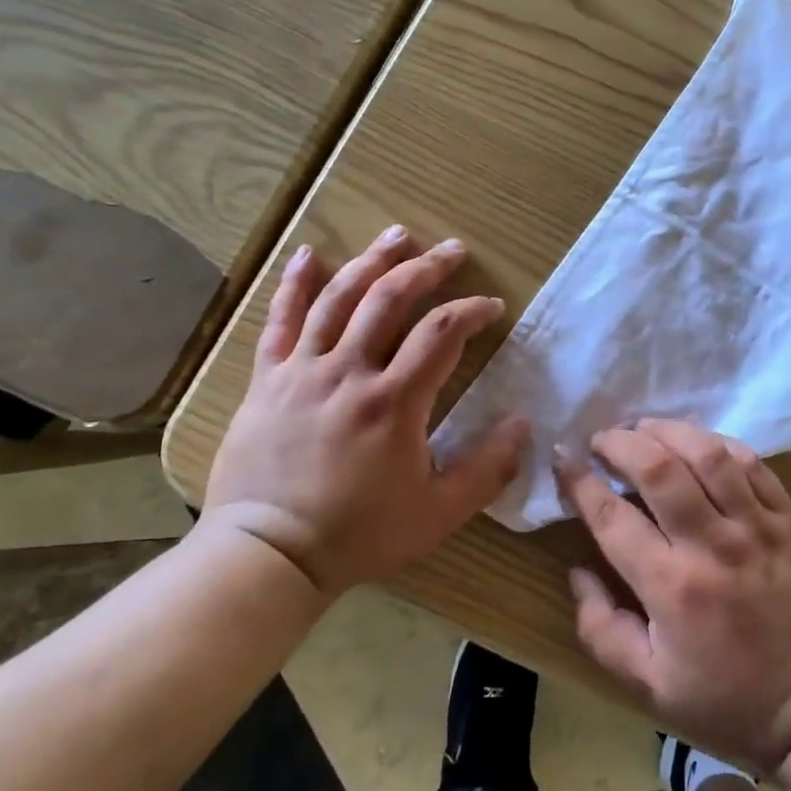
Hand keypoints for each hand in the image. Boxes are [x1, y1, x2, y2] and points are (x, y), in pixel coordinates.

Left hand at [204, 226, 529, 595]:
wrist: (267, 556)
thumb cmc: (358, 534)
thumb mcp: (439, 512)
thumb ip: (488, 468)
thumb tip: (523, 423)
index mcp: (394, 401)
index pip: (442, 333)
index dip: (472, 311)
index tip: (492, 307)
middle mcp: (348, 372)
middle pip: (390, 299)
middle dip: (427, 268)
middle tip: (453, 251)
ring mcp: (302, 371)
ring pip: (339, 298)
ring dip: (372, 260)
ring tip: (398, 235)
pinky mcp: (268, 380)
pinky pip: (279, 321)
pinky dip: (295, 284)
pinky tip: (308, 255)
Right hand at [560, 420, 790, 773]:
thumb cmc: (729, 700)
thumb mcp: (650, 687)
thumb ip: (602, 630)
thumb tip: (577, 571)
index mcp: (671, 588)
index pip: (612, 517)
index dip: (580, 481)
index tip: (564, 458)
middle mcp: (712, 546)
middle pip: (659, 468)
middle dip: (621, 442)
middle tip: (603, 439)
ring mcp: (757, 526)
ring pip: (708, 454)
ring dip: (669, 431)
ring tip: (646, 428)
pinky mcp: (789, 519)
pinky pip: (753, 464)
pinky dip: (720, 444)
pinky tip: (700, 444)